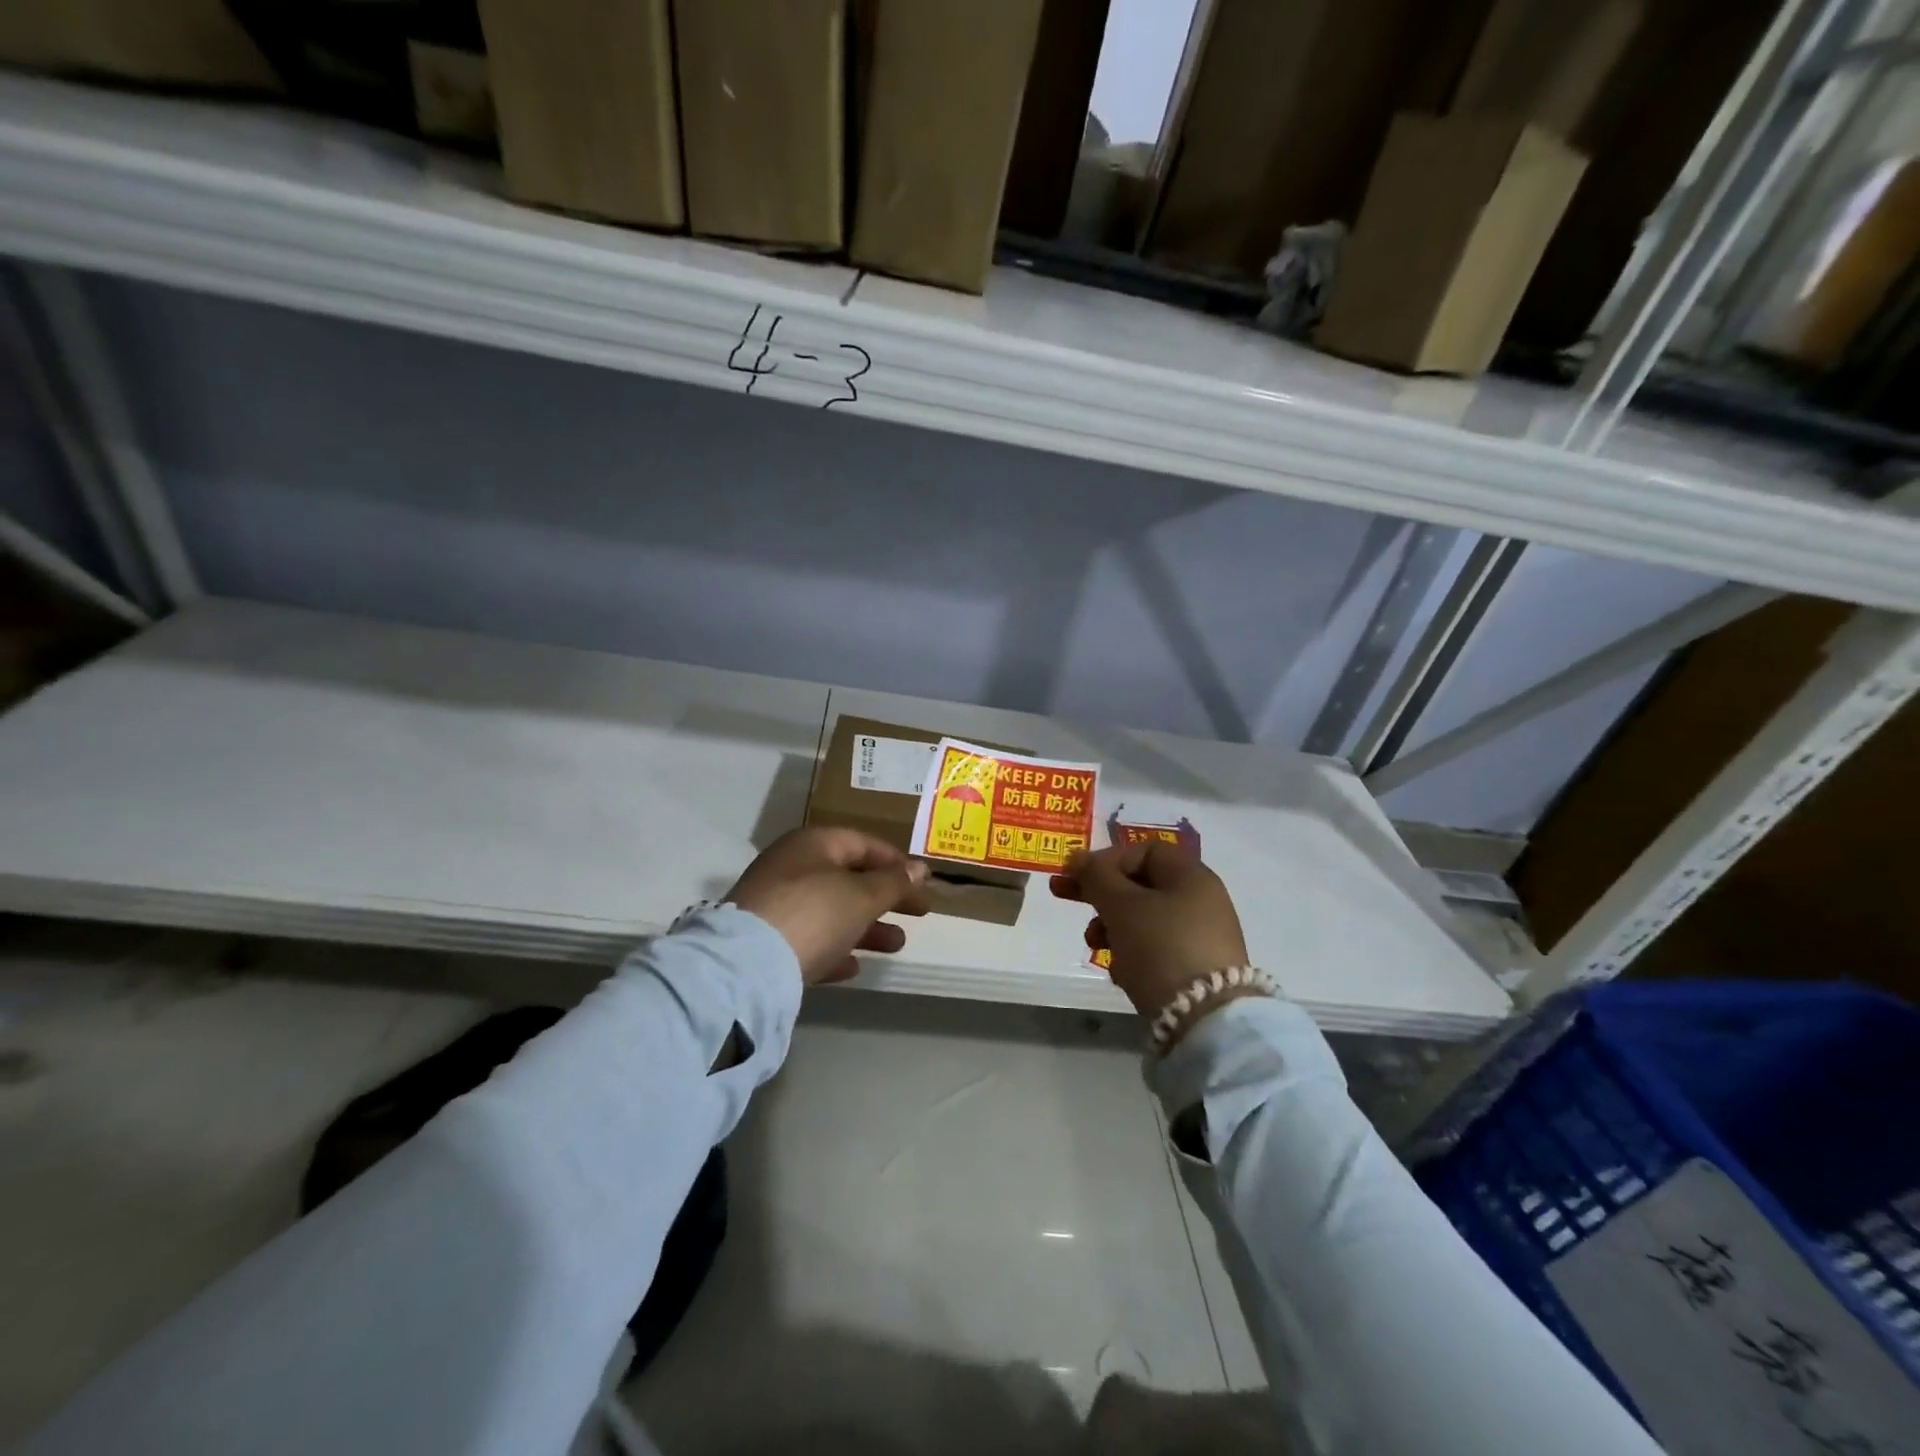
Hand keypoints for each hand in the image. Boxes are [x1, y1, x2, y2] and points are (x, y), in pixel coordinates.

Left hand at [727, 828, 930, 984]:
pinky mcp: (765, 943)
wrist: (746, 966)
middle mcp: (791, 868)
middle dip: (885, 897)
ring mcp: (775, 905)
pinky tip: (854, 967)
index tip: (922, 882)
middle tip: (919, 913)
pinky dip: (834, 949)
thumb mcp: (863, 895)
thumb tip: (920, 869)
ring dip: (866, 927)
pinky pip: (809, 940)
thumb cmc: (814, 913)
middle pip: (848, 878)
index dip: (896, 861)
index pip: (862, 843)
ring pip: (831, 911)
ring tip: (896, 945)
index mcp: (812, 845)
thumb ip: (894, 882)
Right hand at [1050, 841, 1250, 1018]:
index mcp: (1190, 875)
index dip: (1106, 858)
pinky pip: (1156, 949)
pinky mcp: (1197, 969)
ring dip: (1111, 926)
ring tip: (1094, 944)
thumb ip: (1096, 876)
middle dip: (1100, 893)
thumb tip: (1078, 858)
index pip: (1143, 851)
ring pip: (1144, 919)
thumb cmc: (1161, 947)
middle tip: (1062, 896)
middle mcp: (1201, 900)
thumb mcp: (1121, 905)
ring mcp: (1201, 936)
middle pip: (1140, 885)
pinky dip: (1132, 953)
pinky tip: (1119, 973)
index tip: (1076, 874)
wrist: (1206, 1019)